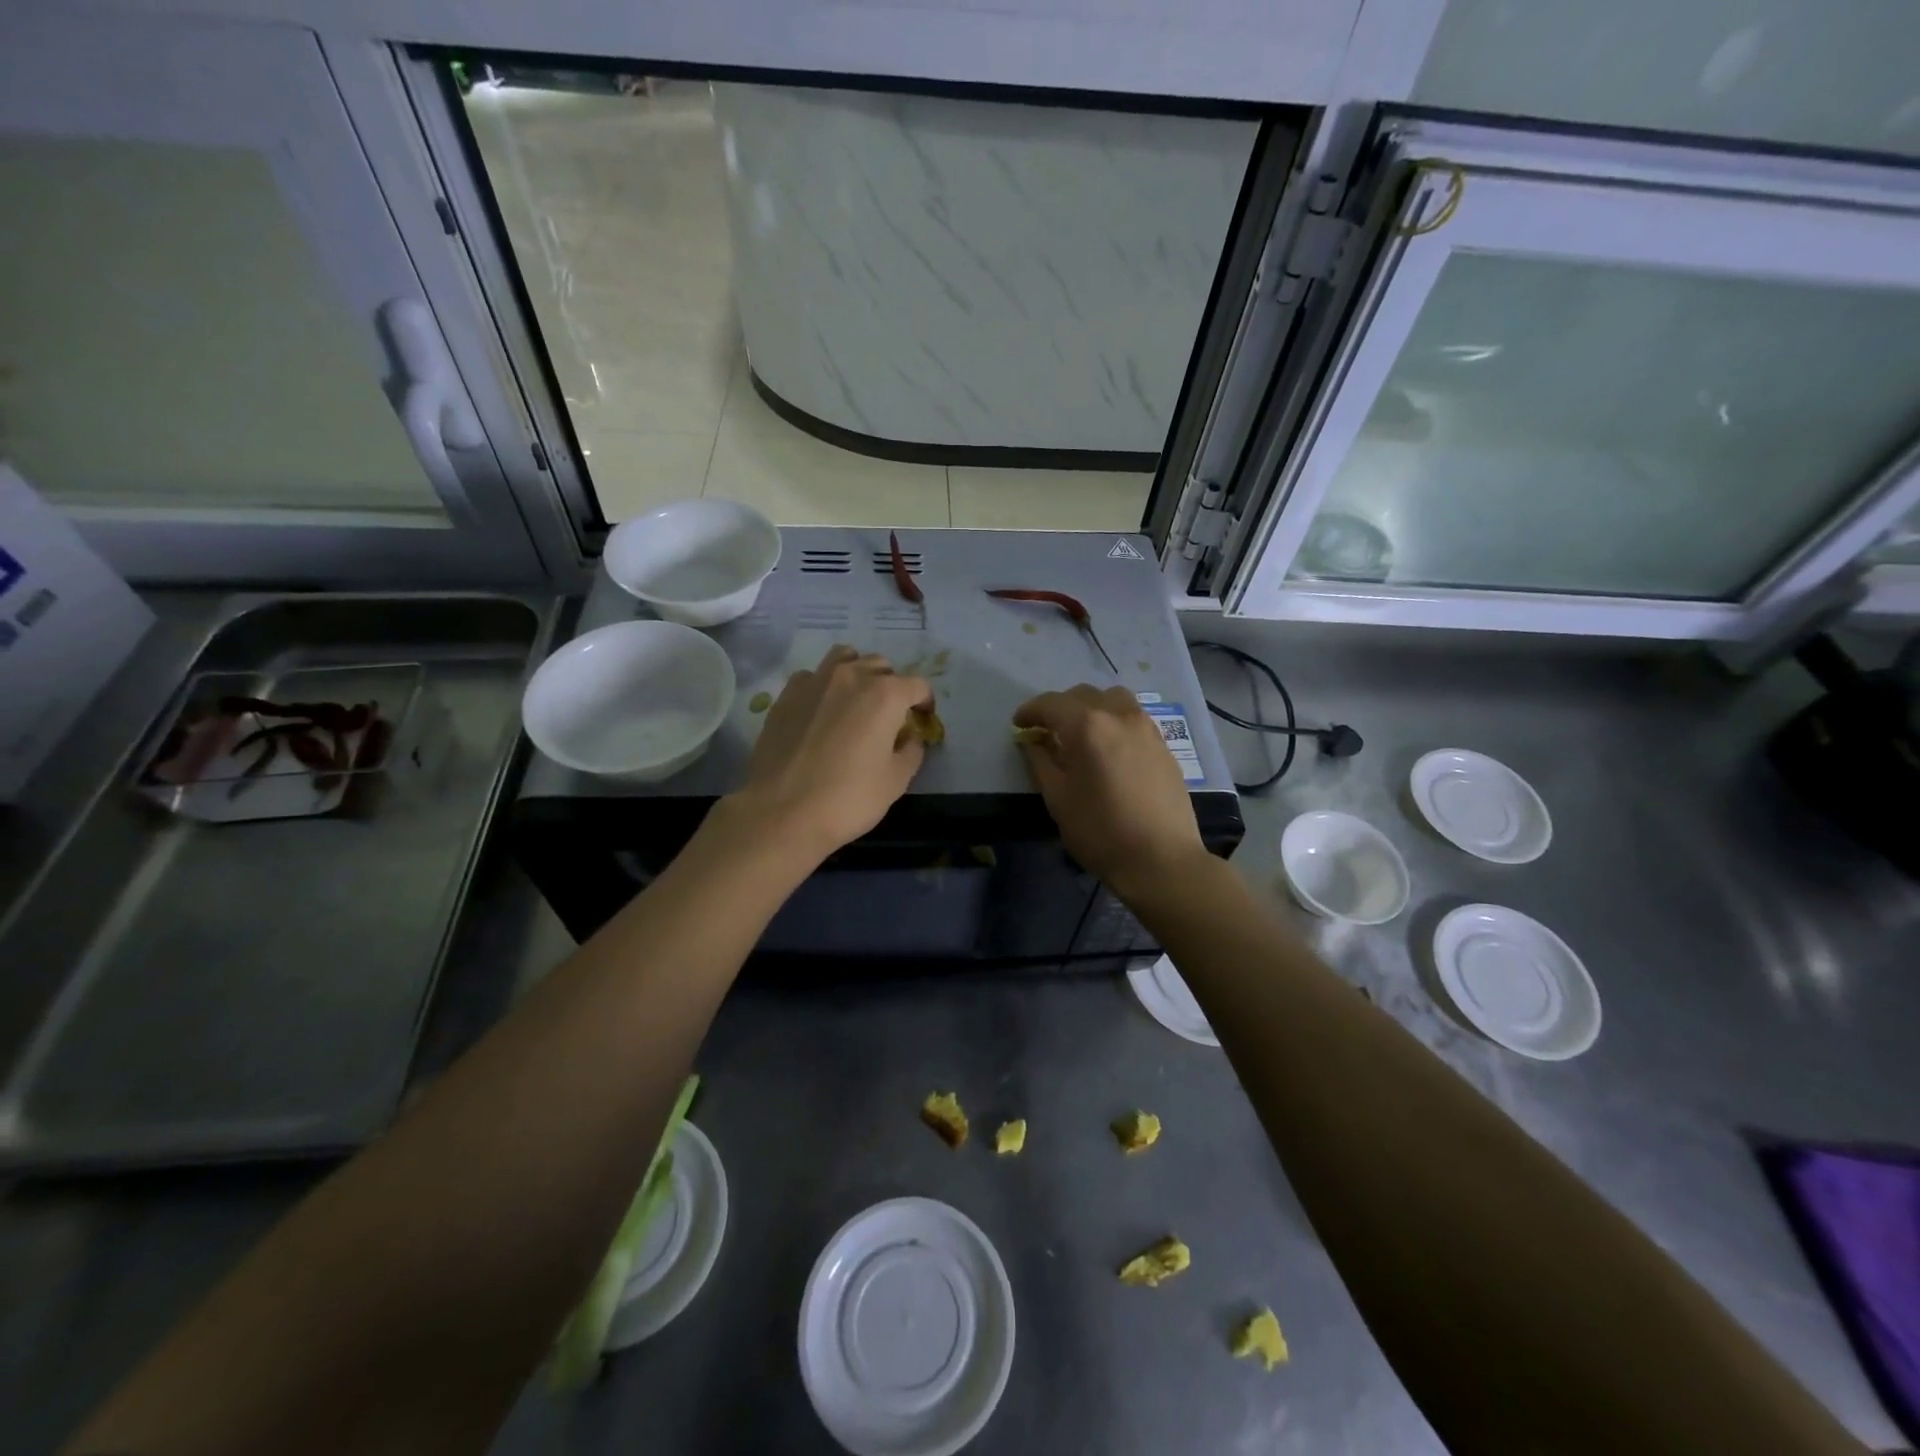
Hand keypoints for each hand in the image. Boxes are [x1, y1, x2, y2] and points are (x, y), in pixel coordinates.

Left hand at [730, 646, 933, 857]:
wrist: (782, 811)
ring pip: (845, 658)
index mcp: (885, 695)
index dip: (925, 702)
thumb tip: (910, 738)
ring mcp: (814, 682)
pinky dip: (823, 685)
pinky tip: (821, 710)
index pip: (918, 685)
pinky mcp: (786, 695)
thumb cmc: (849, 798)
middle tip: (889, 715)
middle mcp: (851, 677)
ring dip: (858, 672)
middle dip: (892, 686)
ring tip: (855, 700)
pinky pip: (812, 676)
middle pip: (881, 666)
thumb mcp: (896, 781)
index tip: (923, 719)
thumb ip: (911, 751)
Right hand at [1013, 685, 1208, 899]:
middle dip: (1059, 708)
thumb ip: (1041, 762)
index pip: (1050, 704)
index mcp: (1087, 726)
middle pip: (1082, 695)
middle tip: (1045, 731)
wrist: (1161, 859)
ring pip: (1112, 699)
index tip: (1019, 725)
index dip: (1030, 711)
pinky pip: (1132, 717)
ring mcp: (1146, 727)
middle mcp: (1118, 715)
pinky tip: (1108, 748)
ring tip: (1080, 733)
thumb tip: (1033, 741)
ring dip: (1090, 708)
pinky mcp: (1163, 743)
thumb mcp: (1058, 799)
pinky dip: (1113, 721)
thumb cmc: (1100, 832)